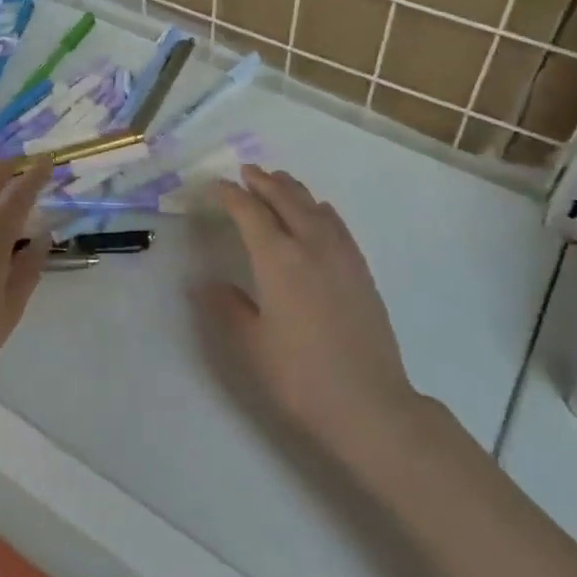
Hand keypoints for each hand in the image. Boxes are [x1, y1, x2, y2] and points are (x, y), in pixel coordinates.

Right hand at [202, 165, 426, 454]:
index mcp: (278, 260)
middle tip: (247, 172)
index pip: (250, 214)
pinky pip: (338, 226)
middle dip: (264, 183)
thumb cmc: (300, 376)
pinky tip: (320, 212)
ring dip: (293, 190)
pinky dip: (321, 210)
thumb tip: (207, 283)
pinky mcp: (361, 271)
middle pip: (286, 200)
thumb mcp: (252, 344)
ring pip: (315, 208)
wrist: (369, 404)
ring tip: (279, 180)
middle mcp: (311, 246)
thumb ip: (229, 307)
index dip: (231, 196)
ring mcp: (341, 257)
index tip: (216, 186)